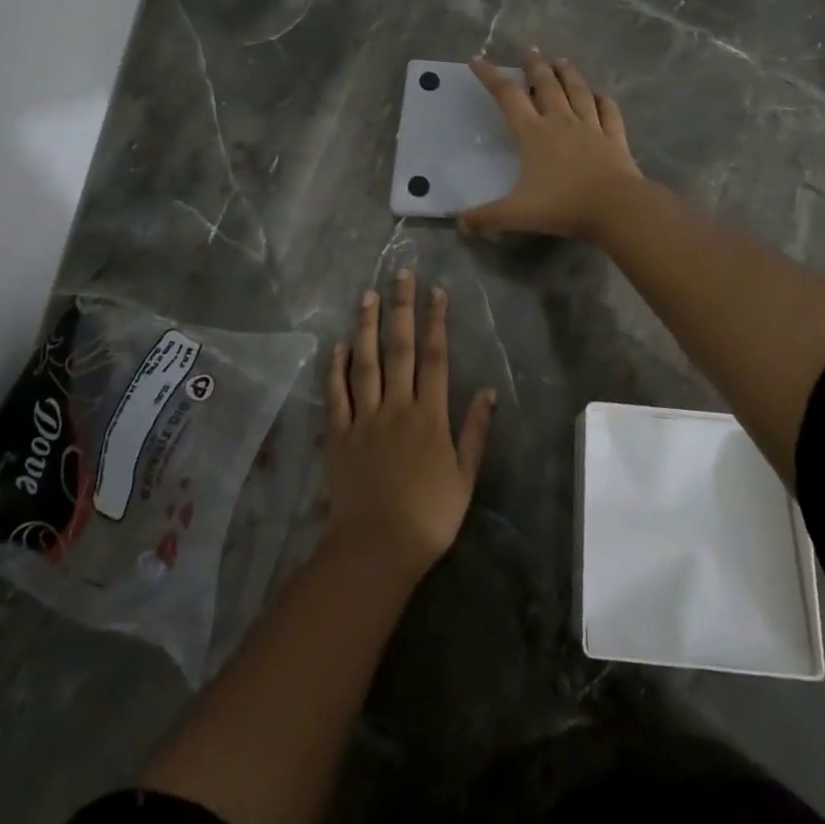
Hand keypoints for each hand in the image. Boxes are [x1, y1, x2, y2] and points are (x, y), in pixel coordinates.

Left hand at [325, 270, 494, 578]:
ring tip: (368, 295)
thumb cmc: (429, 517)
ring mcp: (364, 418)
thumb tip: (489, 391)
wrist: (377, 549)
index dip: (436, 321)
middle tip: (401, 274)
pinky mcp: (339, 435)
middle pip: (399, 349)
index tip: (436, 291)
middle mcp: (397, 406)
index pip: (435, 357)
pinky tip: (338, 345)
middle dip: (401, 308)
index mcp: (430, 416)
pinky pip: (336, 395)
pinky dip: (336, 369)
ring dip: (367, 326)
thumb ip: (475, 432)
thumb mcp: (464, 477)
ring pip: (365, 362)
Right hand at [460, 48, 642, 237]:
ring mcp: (592, 127)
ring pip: (578, 91)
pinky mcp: (615, 138)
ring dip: (569, 74)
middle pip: (546, 85)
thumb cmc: (563, 205)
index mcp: (534, 134)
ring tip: (562, 60)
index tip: (477, 59)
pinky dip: (604, 100)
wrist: (615, 207)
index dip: (490, 76)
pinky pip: (609, 112)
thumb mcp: (517, 214)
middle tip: (530, 49)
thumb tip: (460, 225)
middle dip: (535, 65)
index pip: (507, 97)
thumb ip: (487, 218)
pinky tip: (601, 94)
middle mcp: (561, 121)